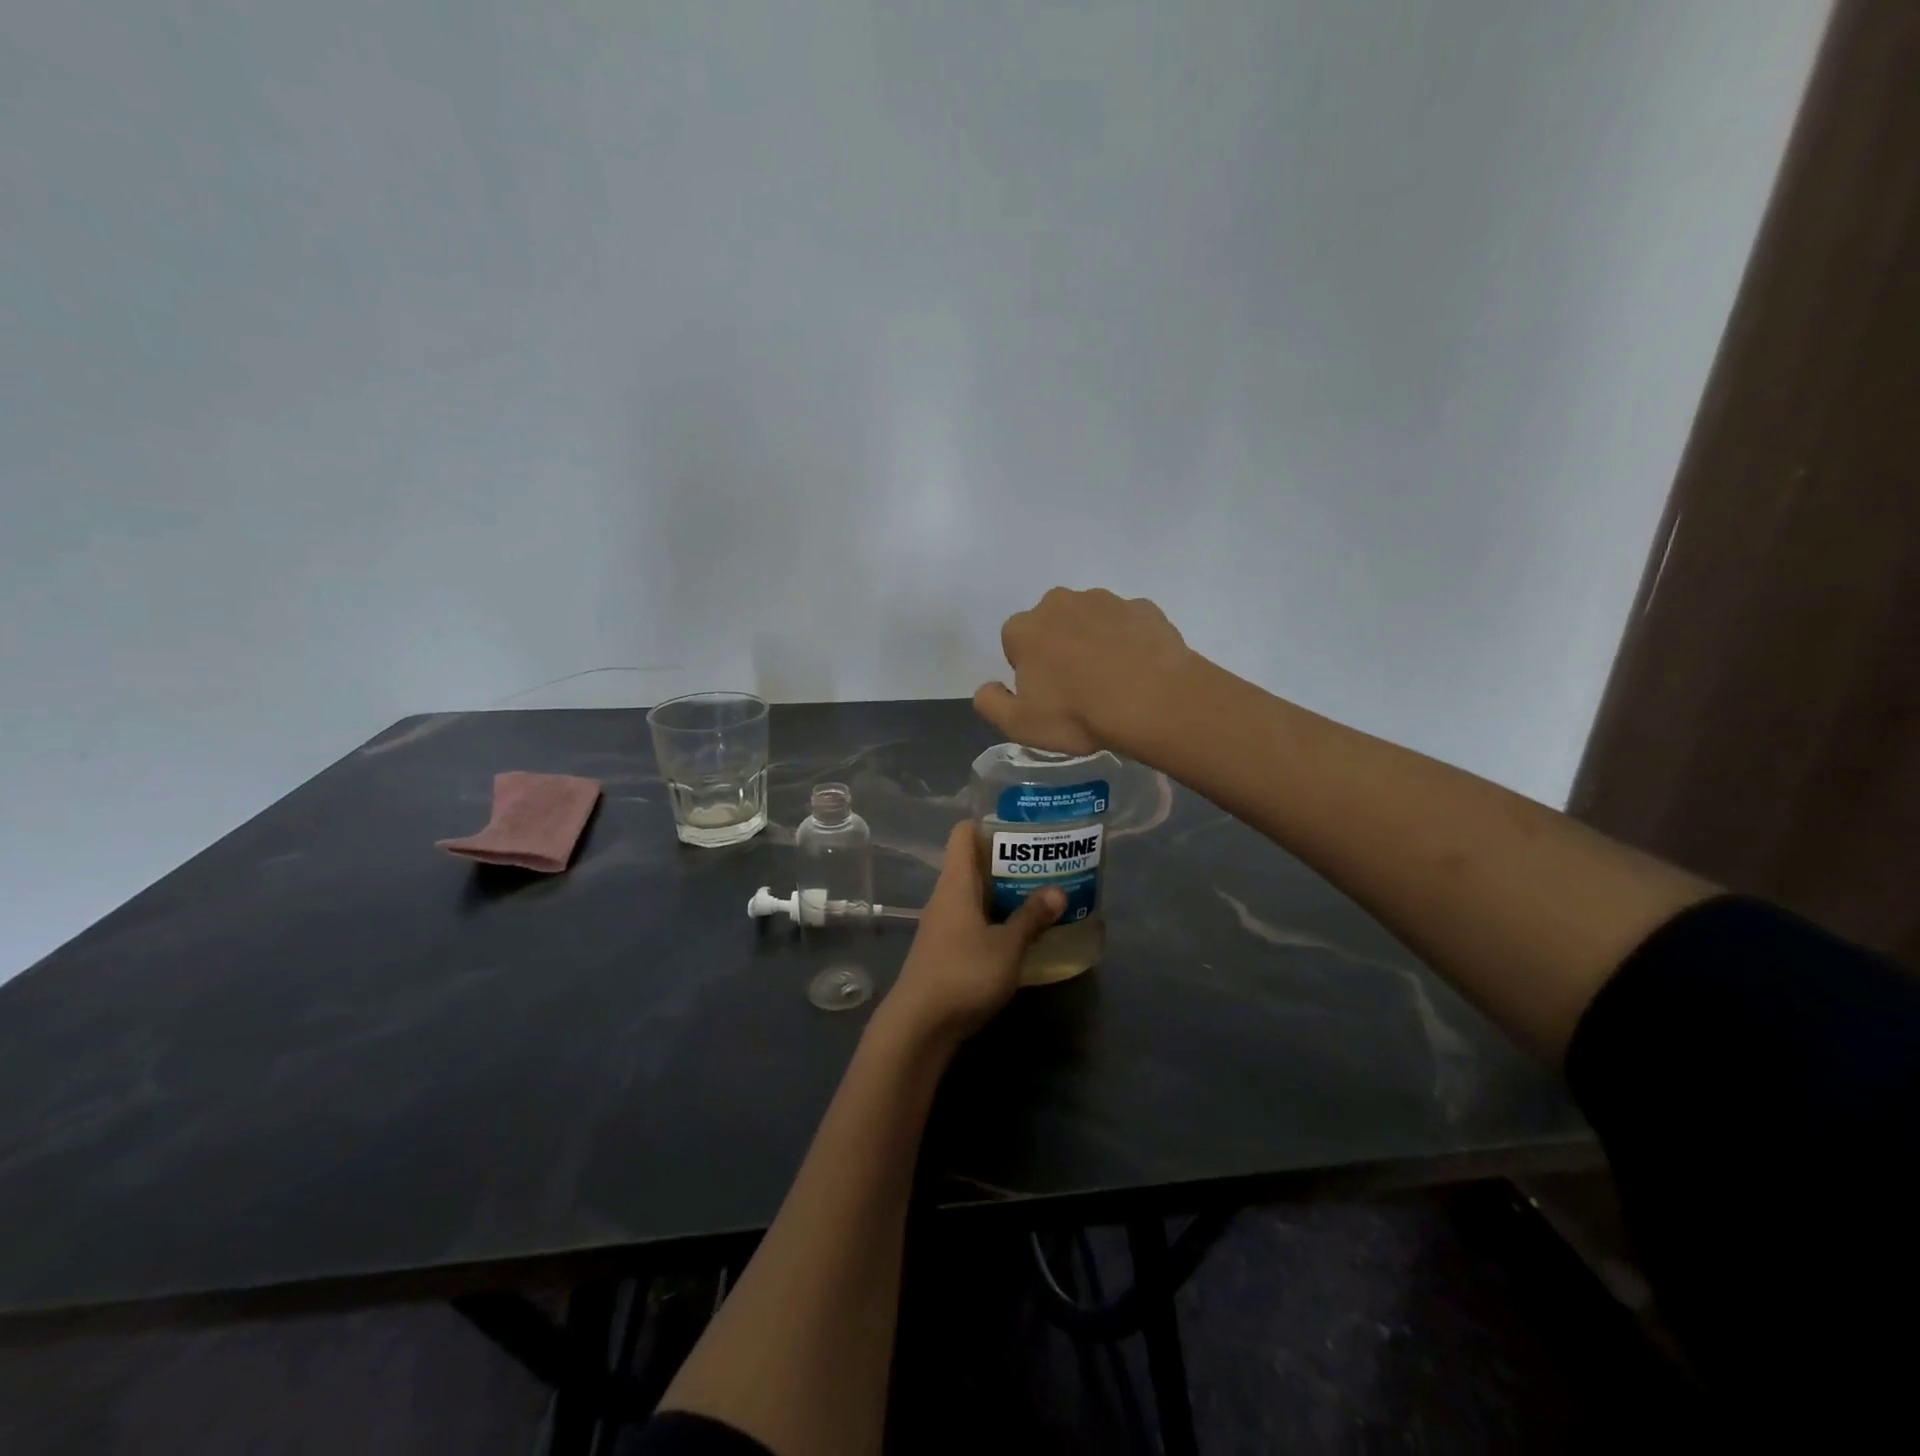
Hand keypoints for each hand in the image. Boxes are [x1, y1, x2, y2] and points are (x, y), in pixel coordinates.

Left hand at [881, 824, 1064, 1045]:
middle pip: (974, 865)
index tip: (1023, 830)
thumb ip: (1031, 918)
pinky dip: (996, 921)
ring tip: (1042, 896)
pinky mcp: (945, 951)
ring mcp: (943, 926)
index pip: (964, 834)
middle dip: (1009, 862)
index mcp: (955, 883)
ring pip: (975, 896)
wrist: (919, 1026)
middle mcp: (945, 898)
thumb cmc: (963, 974)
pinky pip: (973, 922)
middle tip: (1046, 864)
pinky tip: (1021, 934)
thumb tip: (1058, 890)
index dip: (990, 825)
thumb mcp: (1007, 946)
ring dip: (1004, 895)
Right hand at [973, 587, 1195, 756]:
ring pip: (1090, 620)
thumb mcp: (1020, 725)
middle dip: (1059, 647)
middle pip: (1051, 625)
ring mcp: (1105, 600)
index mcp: (1024, 629)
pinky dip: (1129, 640)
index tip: (1047, 695)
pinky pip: (1127, 623)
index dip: (1028, 670)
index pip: (1014, 643)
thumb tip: (987, 687)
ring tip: (1112, 679)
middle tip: (1079, 686)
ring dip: (1094, 641)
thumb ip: (991, 703)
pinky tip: (1139, 669)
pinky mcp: (1142, 607)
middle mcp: (1059, 603)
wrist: (1152, 700)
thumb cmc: (1078, 714)